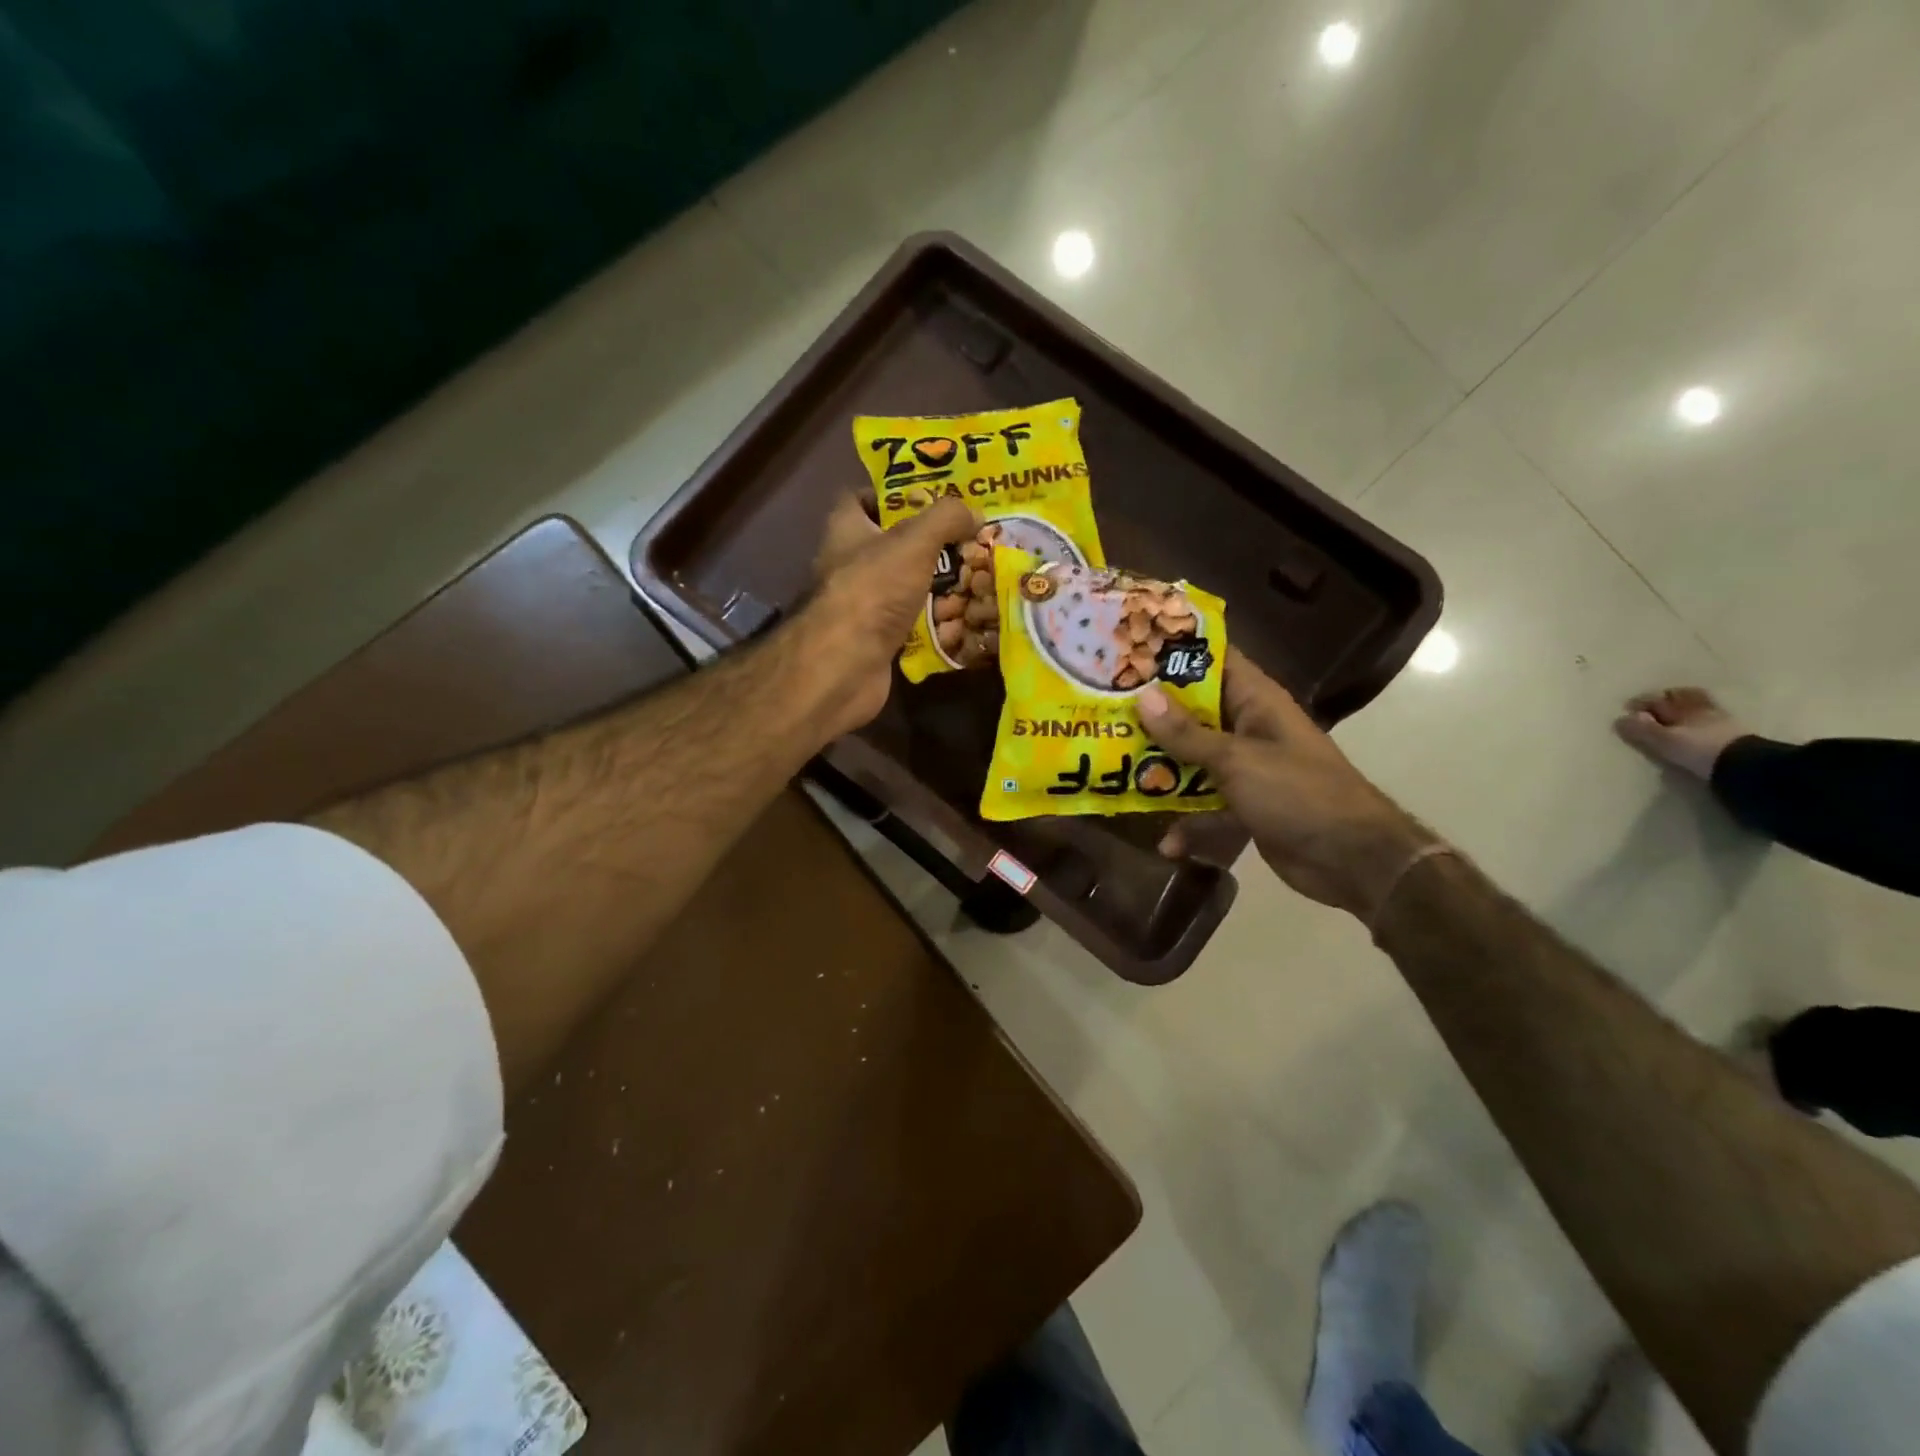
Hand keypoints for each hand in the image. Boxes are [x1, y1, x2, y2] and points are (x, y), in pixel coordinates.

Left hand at [797, 493, 980, 738]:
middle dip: (926, 543)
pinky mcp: (874, 640)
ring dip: (934, 583)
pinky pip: (910, 623)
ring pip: (902, 586)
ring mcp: (860, 606)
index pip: (858, 499)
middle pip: (888, 545)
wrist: (845, 665)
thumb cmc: (873, 590)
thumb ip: (945, 519)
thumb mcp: (914, 541)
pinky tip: (963, 618)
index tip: (928, 497)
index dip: (890, 494)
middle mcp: (847, 565)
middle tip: (967, 539)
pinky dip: (933, 621)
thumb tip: (973, 510)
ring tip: (975, 576)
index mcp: (845, 530)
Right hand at [1139, 649, 1435, 920]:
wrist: (1352, 860)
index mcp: (1256, 701)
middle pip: (1193, 713)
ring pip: (1193, 762)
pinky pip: (1205, 808)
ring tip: (1114, 774)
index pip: (1214, 661)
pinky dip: (1188, 825)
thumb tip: (1143, 697)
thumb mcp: (1237, 760)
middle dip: (1152, 716)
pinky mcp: (1244, 807)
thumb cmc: (1298, 793)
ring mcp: (1246, 770)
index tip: (1128, 650)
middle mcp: (1248, 728)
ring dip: (1161, 772)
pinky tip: (1166, 844)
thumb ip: (1187, 734)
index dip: (1175, 653)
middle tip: (1102, 711)